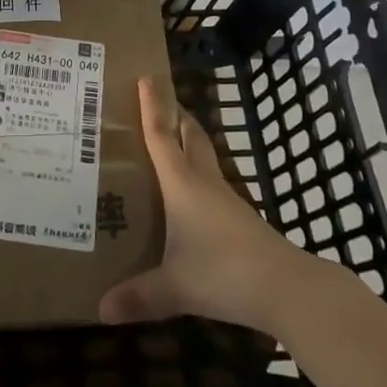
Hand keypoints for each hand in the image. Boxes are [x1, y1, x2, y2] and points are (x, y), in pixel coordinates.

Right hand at [99, 79, 306, 334]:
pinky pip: (211, 181)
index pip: (162, 135)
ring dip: (187, 142)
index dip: (153, 106)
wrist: (286, 287)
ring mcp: (225, 198)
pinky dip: (197, 173)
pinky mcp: (239, 217)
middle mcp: (203, 181)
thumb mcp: (175, 287)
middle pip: (189, 135)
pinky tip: (188, 194)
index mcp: (182, 183)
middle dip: (174, 114)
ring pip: (204, 156)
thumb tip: (100, 309)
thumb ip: (138, 296)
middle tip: (156, 101)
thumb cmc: (224, 272)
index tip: (146, 76)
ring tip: (167, 142)